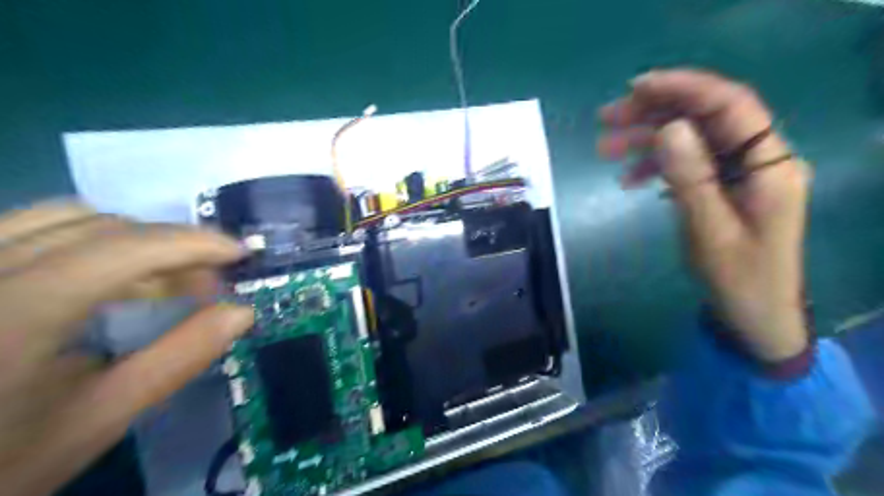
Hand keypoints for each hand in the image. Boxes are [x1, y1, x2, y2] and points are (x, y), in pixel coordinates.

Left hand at [0, 202, 252, 495]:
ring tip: (158, 279)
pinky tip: (104, 279)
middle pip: (101, 226)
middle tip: (205, 283)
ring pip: (64, 218)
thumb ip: (176, 359)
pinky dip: (87, 241)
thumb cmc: (2, 459)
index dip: (193, 243)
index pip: (125, 249)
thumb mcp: (98, 420)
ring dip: (131, 241)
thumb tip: (241, 312)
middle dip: (169, 246)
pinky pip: (31, 228)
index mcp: (15, 313)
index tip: (240, 253)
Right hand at [597, 69, 809, 361]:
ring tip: (604, 149)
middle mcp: (758, 159)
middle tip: (606, 119)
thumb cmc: (737, 279)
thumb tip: (667, 128)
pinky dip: (656, 166)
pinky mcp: (722, 187)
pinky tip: (629, 179)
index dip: (684, 88)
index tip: (636, 88)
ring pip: (690, 139)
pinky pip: (687, 164)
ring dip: (647, 140)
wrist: (753, 316)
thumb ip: (690, 177)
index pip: (730, 106)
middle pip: (705, 118)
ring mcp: (739, 173)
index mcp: (769, 164)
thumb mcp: (709, 230)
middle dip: (654, 113)